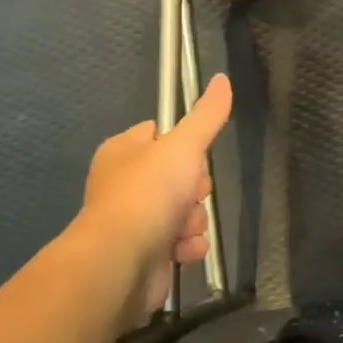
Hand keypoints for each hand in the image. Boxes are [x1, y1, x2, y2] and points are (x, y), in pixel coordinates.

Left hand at [69, 73, 232, 325]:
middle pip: (181, 175)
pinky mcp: (145, 254)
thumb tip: (223, 78)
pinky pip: (182, 242)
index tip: (193, 157)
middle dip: (195, 190)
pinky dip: (187, 246)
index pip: (162, 135)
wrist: (120, 263)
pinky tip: (181, 251)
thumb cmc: (148, 194)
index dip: (185, 147)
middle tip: (189, 194)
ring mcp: (134, 221)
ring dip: (193, 220)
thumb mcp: (183, 146)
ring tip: (182, 229)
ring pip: (186, 210)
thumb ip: (206, 115)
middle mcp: (125, 184)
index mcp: (123, 151)